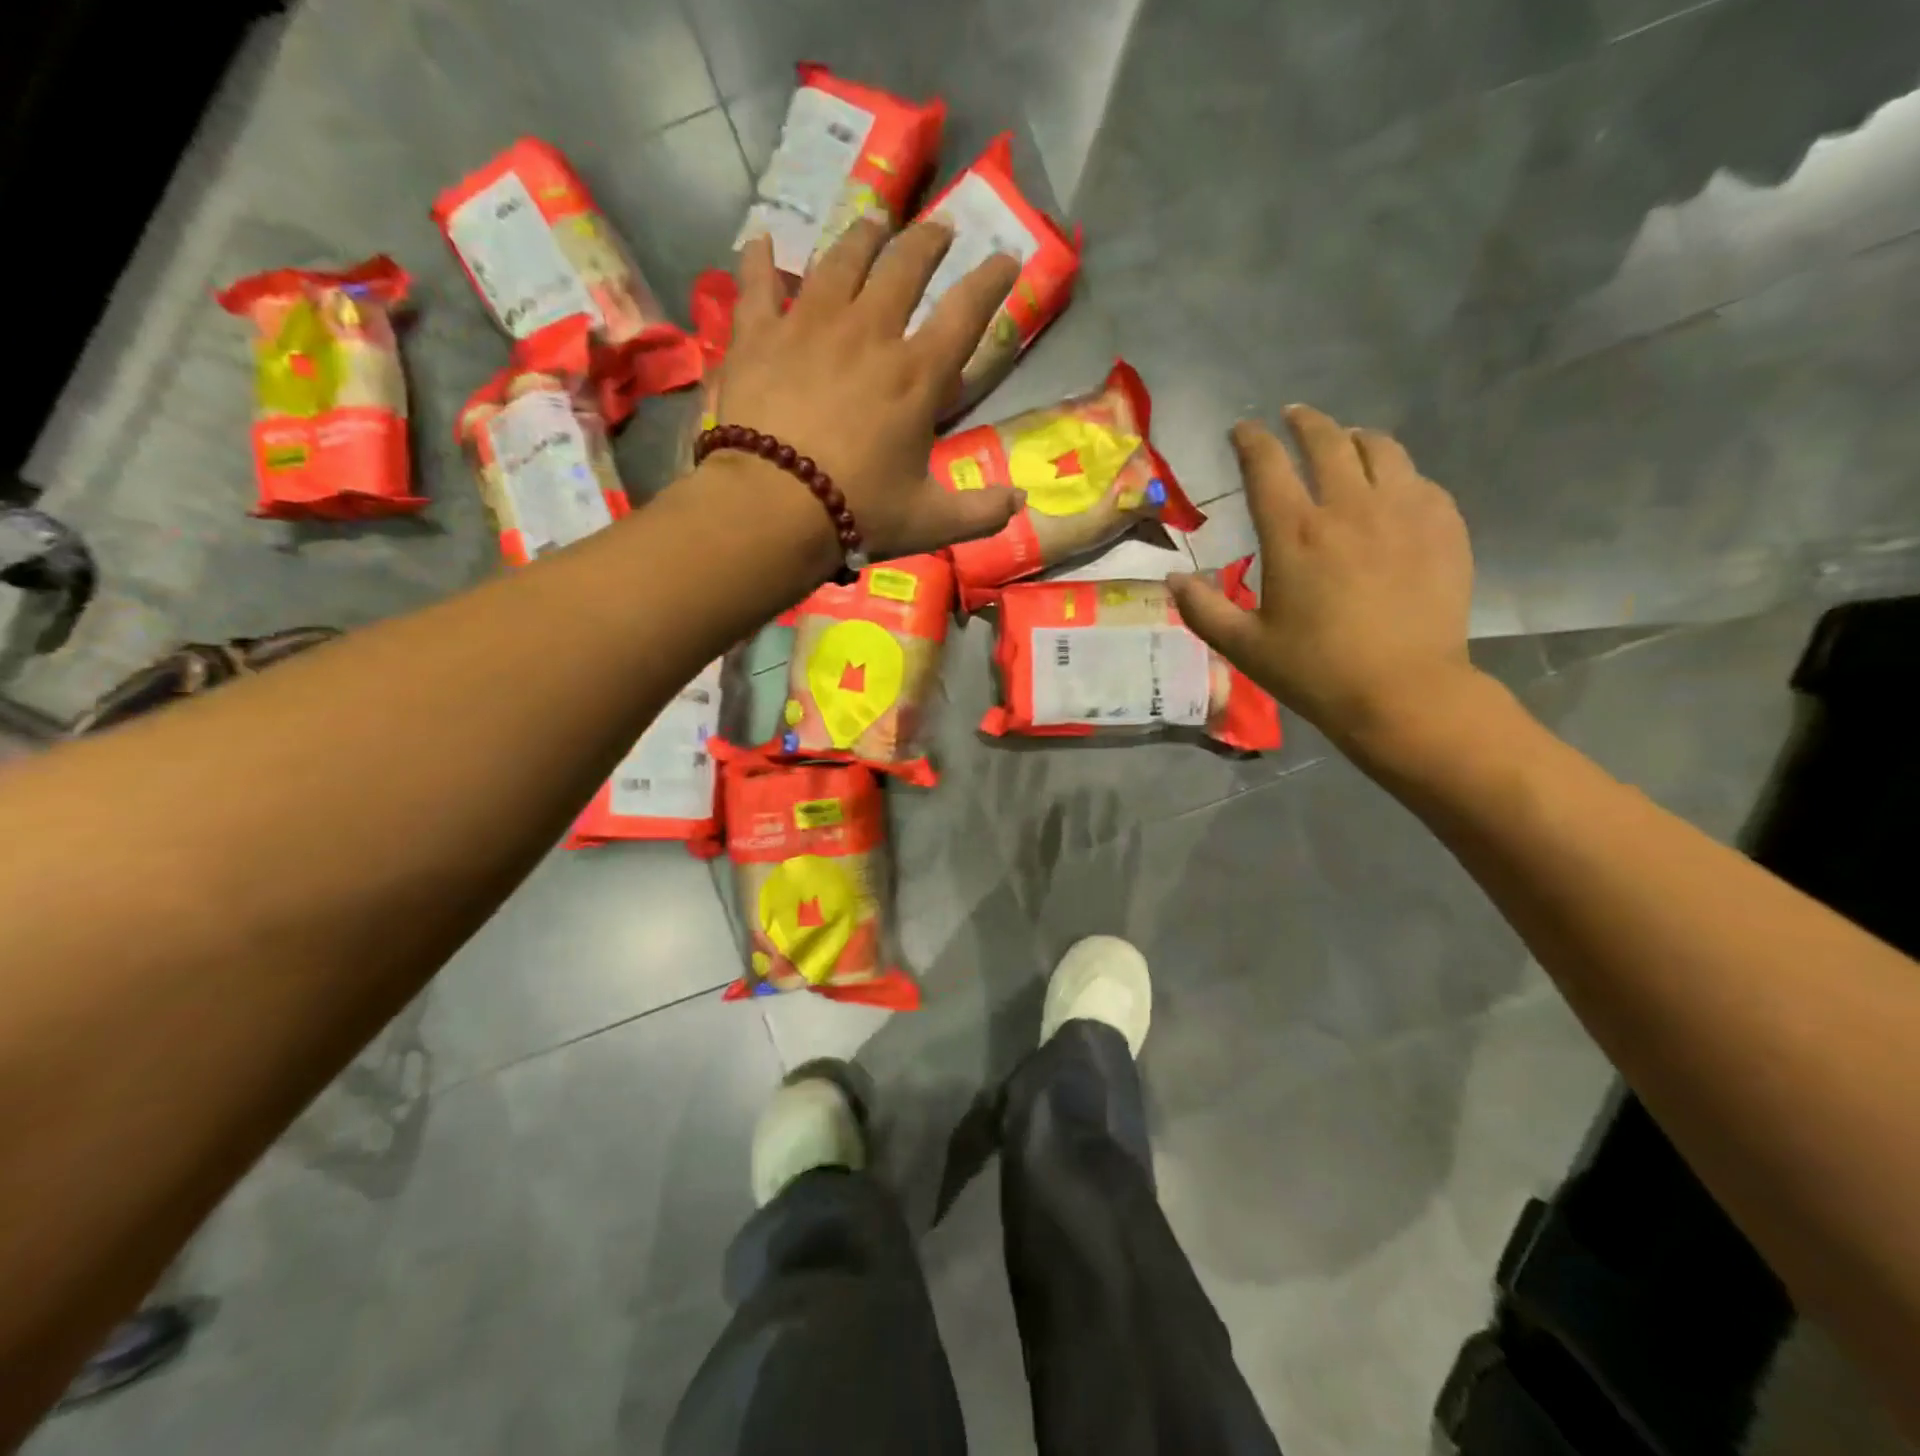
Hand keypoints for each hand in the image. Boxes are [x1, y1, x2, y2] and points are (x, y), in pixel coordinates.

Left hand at [715, 219, 1025, 561]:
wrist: (772, 507)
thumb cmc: (857, 512)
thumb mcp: (930, 522)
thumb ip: (980, 513)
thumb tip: (1020, 503)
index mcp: (916, 375)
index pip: (965, 313)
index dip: (991, 281)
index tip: (1006, 259)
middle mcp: (868, 333)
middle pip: (903, 267)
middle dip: (928, 242)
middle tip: (940, 228)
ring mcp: (809, 326)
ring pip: (840, 261)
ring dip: (862, 236)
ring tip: (873, 222)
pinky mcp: (759, 335)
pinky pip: (758, 284)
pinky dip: (759, 260)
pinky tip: (760, 240)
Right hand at [1169, 406, 1476, 756]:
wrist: (1404, 692)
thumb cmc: (1315, 671)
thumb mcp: (1243, 646)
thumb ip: (1202, 609)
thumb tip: (1173, 579)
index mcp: (1294, 534)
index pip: (1266, 465)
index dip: (1251, 440)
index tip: (1242, 430)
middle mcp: (1349, 508)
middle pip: (1328, 440)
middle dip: (1305, 422)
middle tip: (1293, 418)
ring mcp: (1404, 512)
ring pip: (1381, 449)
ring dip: (1355, 438)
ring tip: (1346, 442)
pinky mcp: (1443, 527)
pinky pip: (1419, 480)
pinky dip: (1397, 474)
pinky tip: (1391, 489)